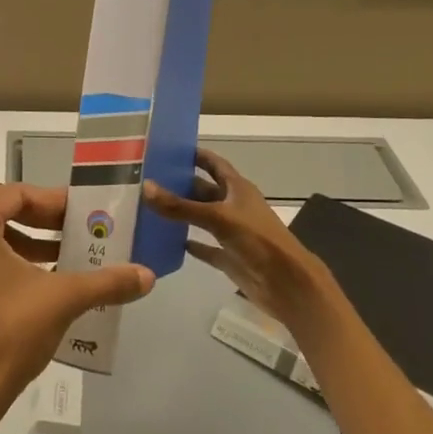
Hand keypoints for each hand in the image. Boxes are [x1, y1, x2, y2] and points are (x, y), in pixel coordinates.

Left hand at [0, 183, 153, 433]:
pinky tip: (49, 281)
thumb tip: (146, 275)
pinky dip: (18, 262)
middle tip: (77, 227)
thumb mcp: (64, 298)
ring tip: (69, 254)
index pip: (13, 194)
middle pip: (3, 211)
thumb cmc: (11, 330)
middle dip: (43, 218)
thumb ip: (106, 281)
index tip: (80, 210)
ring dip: (32, 241)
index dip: (50, 199)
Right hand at [144, 148, 330, 323]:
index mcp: (238, 188)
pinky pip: (205, 246)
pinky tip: (167, 241)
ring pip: (202, 217)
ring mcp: (232, 232)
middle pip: (204, 190)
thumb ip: (180, 206)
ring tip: (150, 207)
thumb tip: (145, 187)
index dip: (195, 155)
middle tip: (148, 179)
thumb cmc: (258, 240)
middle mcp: (234, 206)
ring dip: (182, 212)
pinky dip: (189, 243)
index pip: (214, 163)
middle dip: (180, 184)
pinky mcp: (229, 256)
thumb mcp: (218, 218)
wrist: (287, 284)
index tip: (168, 149)